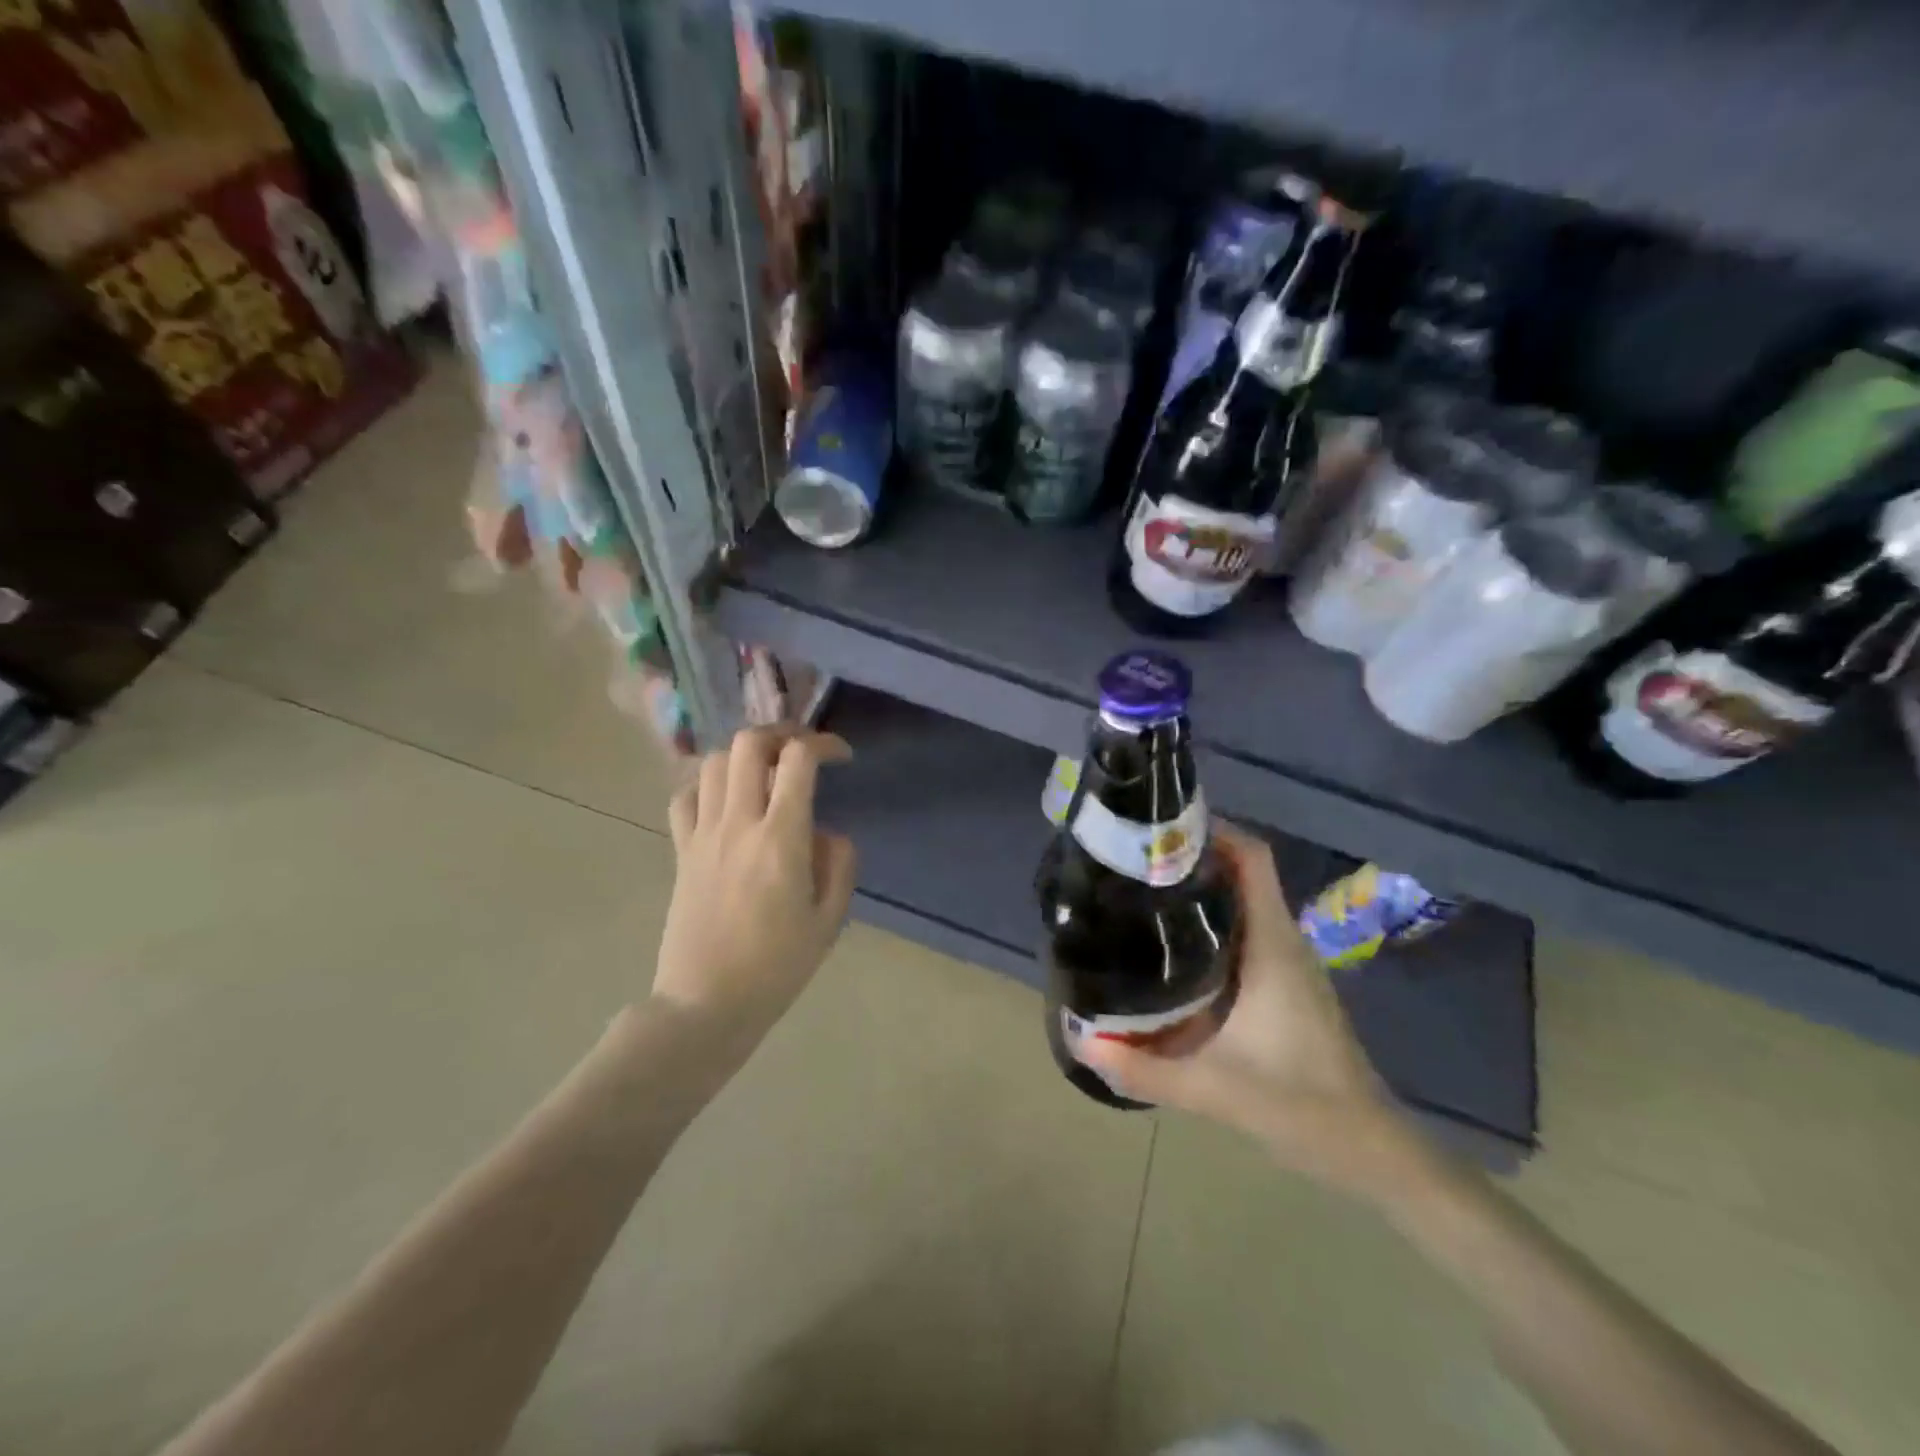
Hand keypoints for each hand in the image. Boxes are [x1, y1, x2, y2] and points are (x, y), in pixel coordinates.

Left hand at [653, 727, 857, 1046]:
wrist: (706, 1004)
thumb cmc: (776, 967)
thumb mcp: (829, 920)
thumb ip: (839, 864)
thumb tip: (826, 832)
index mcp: (781, 838)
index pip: (798, 760)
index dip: (824, 743)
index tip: (841, 756)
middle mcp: (738, 823)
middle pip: (748, 744)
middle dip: (780, 734)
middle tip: (800, 751)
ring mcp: (702, 835)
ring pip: (713, 762)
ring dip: (743, 755)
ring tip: (765, 772)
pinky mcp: (680, 852)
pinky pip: (684, 797)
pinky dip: (706, 785)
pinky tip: (724, 800)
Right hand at [1078, 824, 1424, 1200]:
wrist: (1369, 1150)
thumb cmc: (1301, 1106)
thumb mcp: (1214, 1090)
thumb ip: (1145, 1069)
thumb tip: (1081, 1041)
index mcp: (1272, 945)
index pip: (1252, 858)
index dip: (1212, 829)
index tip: (1160, 829)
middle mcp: (1282, 940)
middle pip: (1241, 871)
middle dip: (1191, 857)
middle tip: (1134, 861)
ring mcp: (1287, 961)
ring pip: (1243, 901)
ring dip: (1200, 888)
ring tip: (1143, 893)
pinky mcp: (1285, 982)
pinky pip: (1246, 929)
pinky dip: (1211, 921)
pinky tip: (1173, 946)